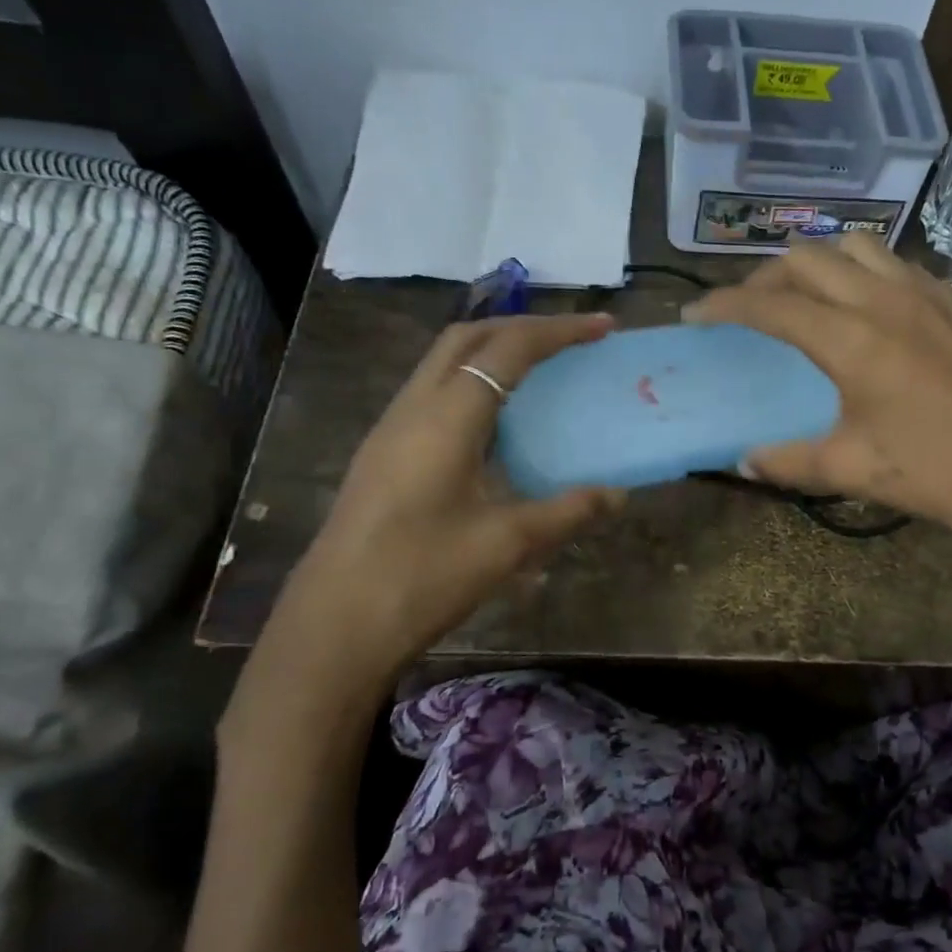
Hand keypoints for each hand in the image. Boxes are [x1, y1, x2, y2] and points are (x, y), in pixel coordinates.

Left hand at [229, 313, 624, 747]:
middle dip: (523, 326)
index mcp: (447, 416)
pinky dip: (474, 383)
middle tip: (571, 340)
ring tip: (541, 371)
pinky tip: (498, 423)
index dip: (560, 331)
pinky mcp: (384, 453)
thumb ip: (567, 512)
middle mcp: (414, 407)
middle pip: (468, 336)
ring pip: (444, 361)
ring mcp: (391, 428)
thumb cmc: (422, 577)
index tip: (604, 327)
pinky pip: (434, 392)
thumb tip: (617, 495)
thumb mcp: (506, 544)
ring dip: (493, 351)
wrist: (334, 625)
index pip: (509, 347)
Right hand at [688, 235, 951, 715]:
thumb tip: (744, 460)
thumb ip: (789, 461)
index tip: (695, 314)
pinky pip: (896, 265)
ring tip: (804, 299)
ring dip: (818, 264)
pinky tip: (867, 310)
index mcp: (852, 338)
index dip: (723, 305)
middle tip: (748, 311)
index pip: (769, 304)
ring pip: (856, 247)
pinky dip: (863, 273)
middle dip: (765, 277)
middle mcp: (885, 298)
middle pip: (807, 258)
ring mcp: (929, 293)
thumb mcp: (856, 470)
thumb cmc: (944, 474)